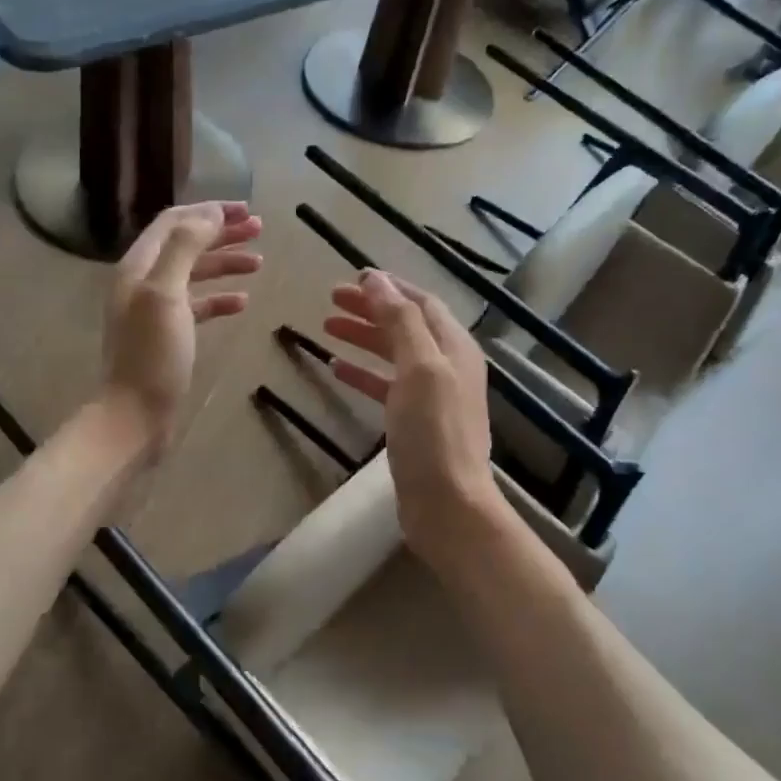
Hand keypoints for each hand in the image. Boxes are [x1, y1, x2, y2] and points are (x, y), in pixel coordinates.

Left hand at [101, 202, 262, 458]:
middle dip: (221, 233)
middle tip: (259, 229)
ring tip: (259, 261)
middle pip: (185, 244)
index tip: (245, 209)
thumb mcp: (165, 293)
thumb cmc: (152, 355)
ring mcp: (155, 310)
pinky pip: (197, 306)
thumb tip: (209, 214)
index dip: (208, 211)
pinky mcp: (168, 336)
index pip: (173, 222)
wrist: (135, 416)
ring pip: (194, 274)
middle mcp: (143, 282)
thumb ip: (185, 248)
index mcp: (138, 266)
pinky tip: (242, 301)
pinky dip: (220, 298)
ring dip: (225, 263)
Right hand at [323, 270, 503, 555]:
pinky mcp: (415, 422)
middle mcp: (447, 365)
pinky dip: (363, 373)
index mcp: (454, 347)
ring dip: (363, 337)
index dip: (389, 287)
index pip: (421, 303)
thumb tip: (378, 280)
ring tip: (326, 327)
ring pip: (394, 354)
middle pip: (405, 325)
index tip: (354, 277)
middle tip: (331, 299)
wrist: (447, 503)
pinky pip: (386, 386)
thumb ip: (400, 321)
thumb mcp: (419, 368)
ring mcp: (432, 395)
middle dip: (371, 309)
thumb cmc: (433, 432)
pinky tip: (337, 369)